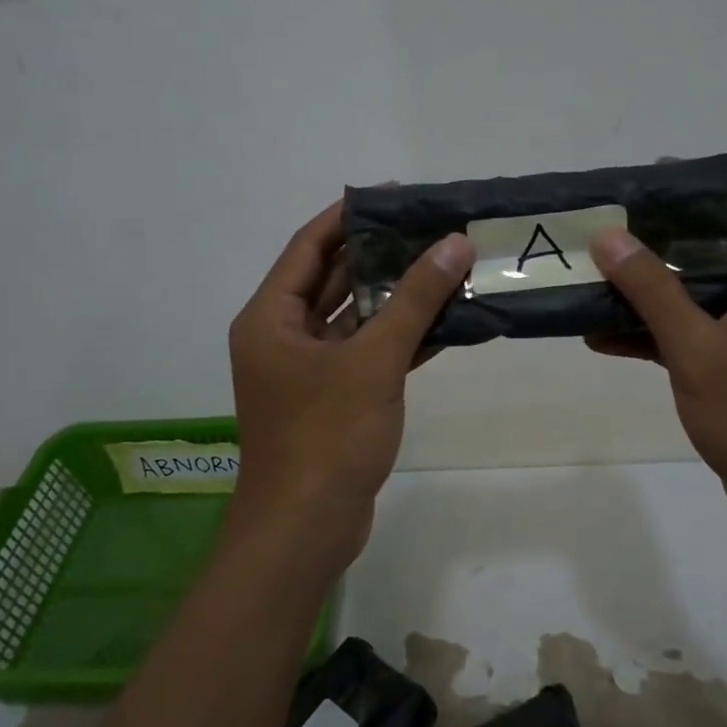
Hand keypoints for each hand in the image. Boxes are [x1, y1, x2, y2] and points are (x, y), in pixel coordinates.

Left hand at [227, 200, 474, 575]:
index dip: (351, 216)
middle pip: (335, 279)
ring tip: (448, 267)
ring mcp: (309, 370)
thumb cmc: (327, 436)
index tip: (398, 196)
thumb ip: (414, 299)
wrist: (306, 530)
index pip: (310, 246)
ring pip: (357, 318)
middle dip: (383, 255)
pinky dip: (402, 338)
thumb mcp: (373, 360)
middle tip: (435, 230)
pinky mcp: (335, 399)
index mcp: (272, 317)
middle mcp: (284, 336)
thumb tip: (454, 243)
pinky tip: (447, 321)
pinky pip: (369, 353)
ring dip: (398, 298)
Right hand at [586, 178, 726, 526]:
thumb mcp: (698, 347)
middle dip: (661, 234)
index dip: (708, 184)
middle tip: (607, 226)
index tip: (654, 181)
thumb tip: (609, 236)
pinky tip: (598, 335)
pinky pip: (683, 335)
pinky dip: (647, 332)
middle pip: (713, 245)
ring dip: (646, 286)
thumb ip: (653, 290)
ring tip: (592, 273)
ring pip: (692, 292)